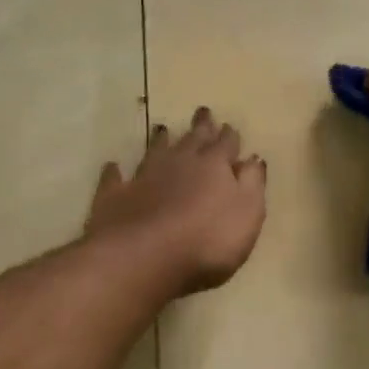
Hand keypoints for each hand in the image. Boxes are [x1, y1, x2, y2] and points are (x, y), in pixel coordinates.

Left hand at [87, 107, 267, 294]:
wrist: (143, 257)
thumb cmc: (208, 239)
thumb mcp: (247, 213)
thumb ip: (252, 183)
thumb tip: (253, 158)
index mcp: (214, 166)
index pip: (225, 144)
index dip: (229, 136)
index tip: (229, 125)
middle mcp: (179, 163)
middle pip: (192, 139)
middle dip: (200, 126)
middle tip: (202, 111)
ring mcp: (144, 177)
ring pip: (155, 151)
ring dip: (161, 140)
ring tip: (162, 128)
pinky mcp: (115, 197)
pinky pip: (115, 178)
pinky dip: (116, 172)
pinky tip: (114, 167)